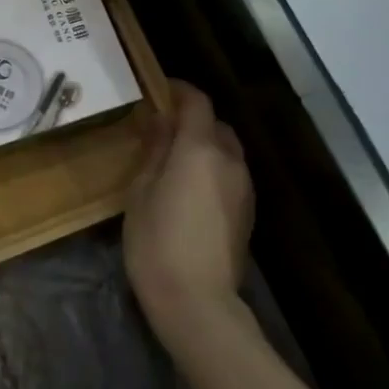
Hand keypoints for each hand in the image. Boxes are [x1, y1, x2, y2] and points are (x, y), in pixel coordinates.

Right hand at [124, 81, 256, 337]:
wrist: (197, 301)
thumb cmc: (156, 241)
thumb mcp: (140, 191)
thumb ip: (154, 151)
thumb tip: (161, 122)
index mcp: (199, 149)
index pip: (197, 102)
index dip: (179, 89)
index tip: (158, 88)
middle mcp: (229, 160)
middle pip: (216, 124)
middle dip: (192, 119)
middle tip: (160, 127)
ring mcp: (244, 187)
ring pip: (226, 150)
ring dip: (203, 144)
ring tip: (173, 158)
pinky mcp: (247, 212)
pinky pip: (230, 174)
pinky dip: (212, 168)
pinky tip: (189, 188)